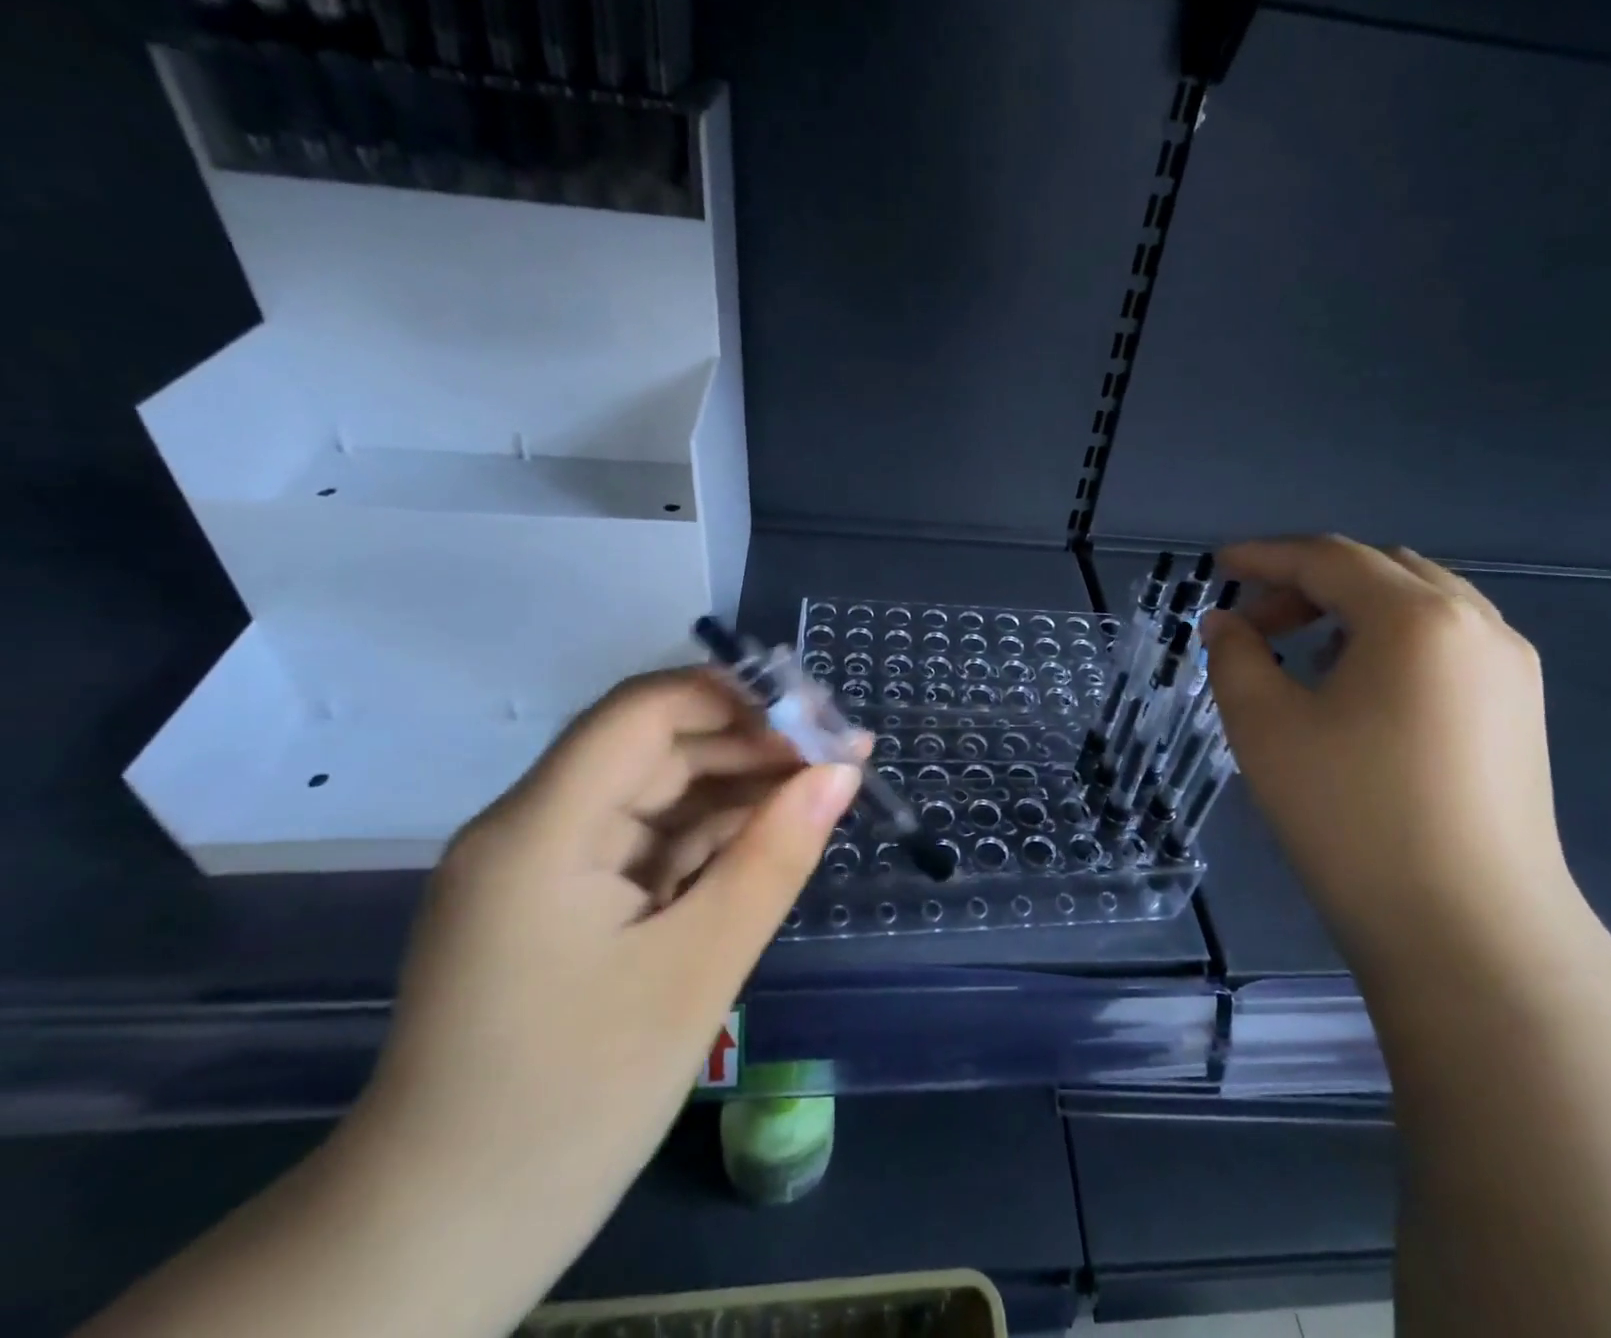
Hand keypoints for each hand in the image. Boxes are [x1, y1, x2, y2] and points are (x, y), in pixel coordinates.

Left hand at [341, 668, 859, 1314]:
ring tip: (820, 795)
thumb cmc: (574, 1101)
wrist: (446, 1237)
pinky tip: (767, 841)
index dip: (733, 696)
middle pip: (653, 748)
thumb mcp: (697, 970)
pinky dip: (707, 838)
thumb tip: (840, 774)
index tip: (816, 715)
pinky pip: (644, 842)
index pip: (641, 712)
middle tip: (840, 759)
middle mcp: (532, 826)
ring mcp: (542, 864)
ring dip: (736, 791)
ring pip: (655, 793)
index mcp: (541, 829)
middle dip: (749, 745)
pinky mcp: (559, 899)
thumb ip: (774, 858)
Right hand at [1202, 536, 1578, 979]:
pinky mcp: (1518, 711)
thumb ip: (1234, 656)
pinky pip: (1445, 642)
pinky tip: (1356, 685)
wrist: (1468, 933)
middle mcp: (1476, 625)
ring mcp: (1510, 669)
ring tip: (1299, 649)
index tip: (1216, 564)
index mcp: (1416, 618)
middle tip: (1252, 620)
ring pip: (1418, 603)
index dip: (1264, 556)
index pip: (1328, 558)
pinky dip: (1389, 638)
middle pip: (1378, 569)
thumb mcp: (1264, 727)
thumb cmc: (1351, 816)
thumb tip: (1226, 623)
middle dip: (1307, 581)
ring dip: (1350, 608)